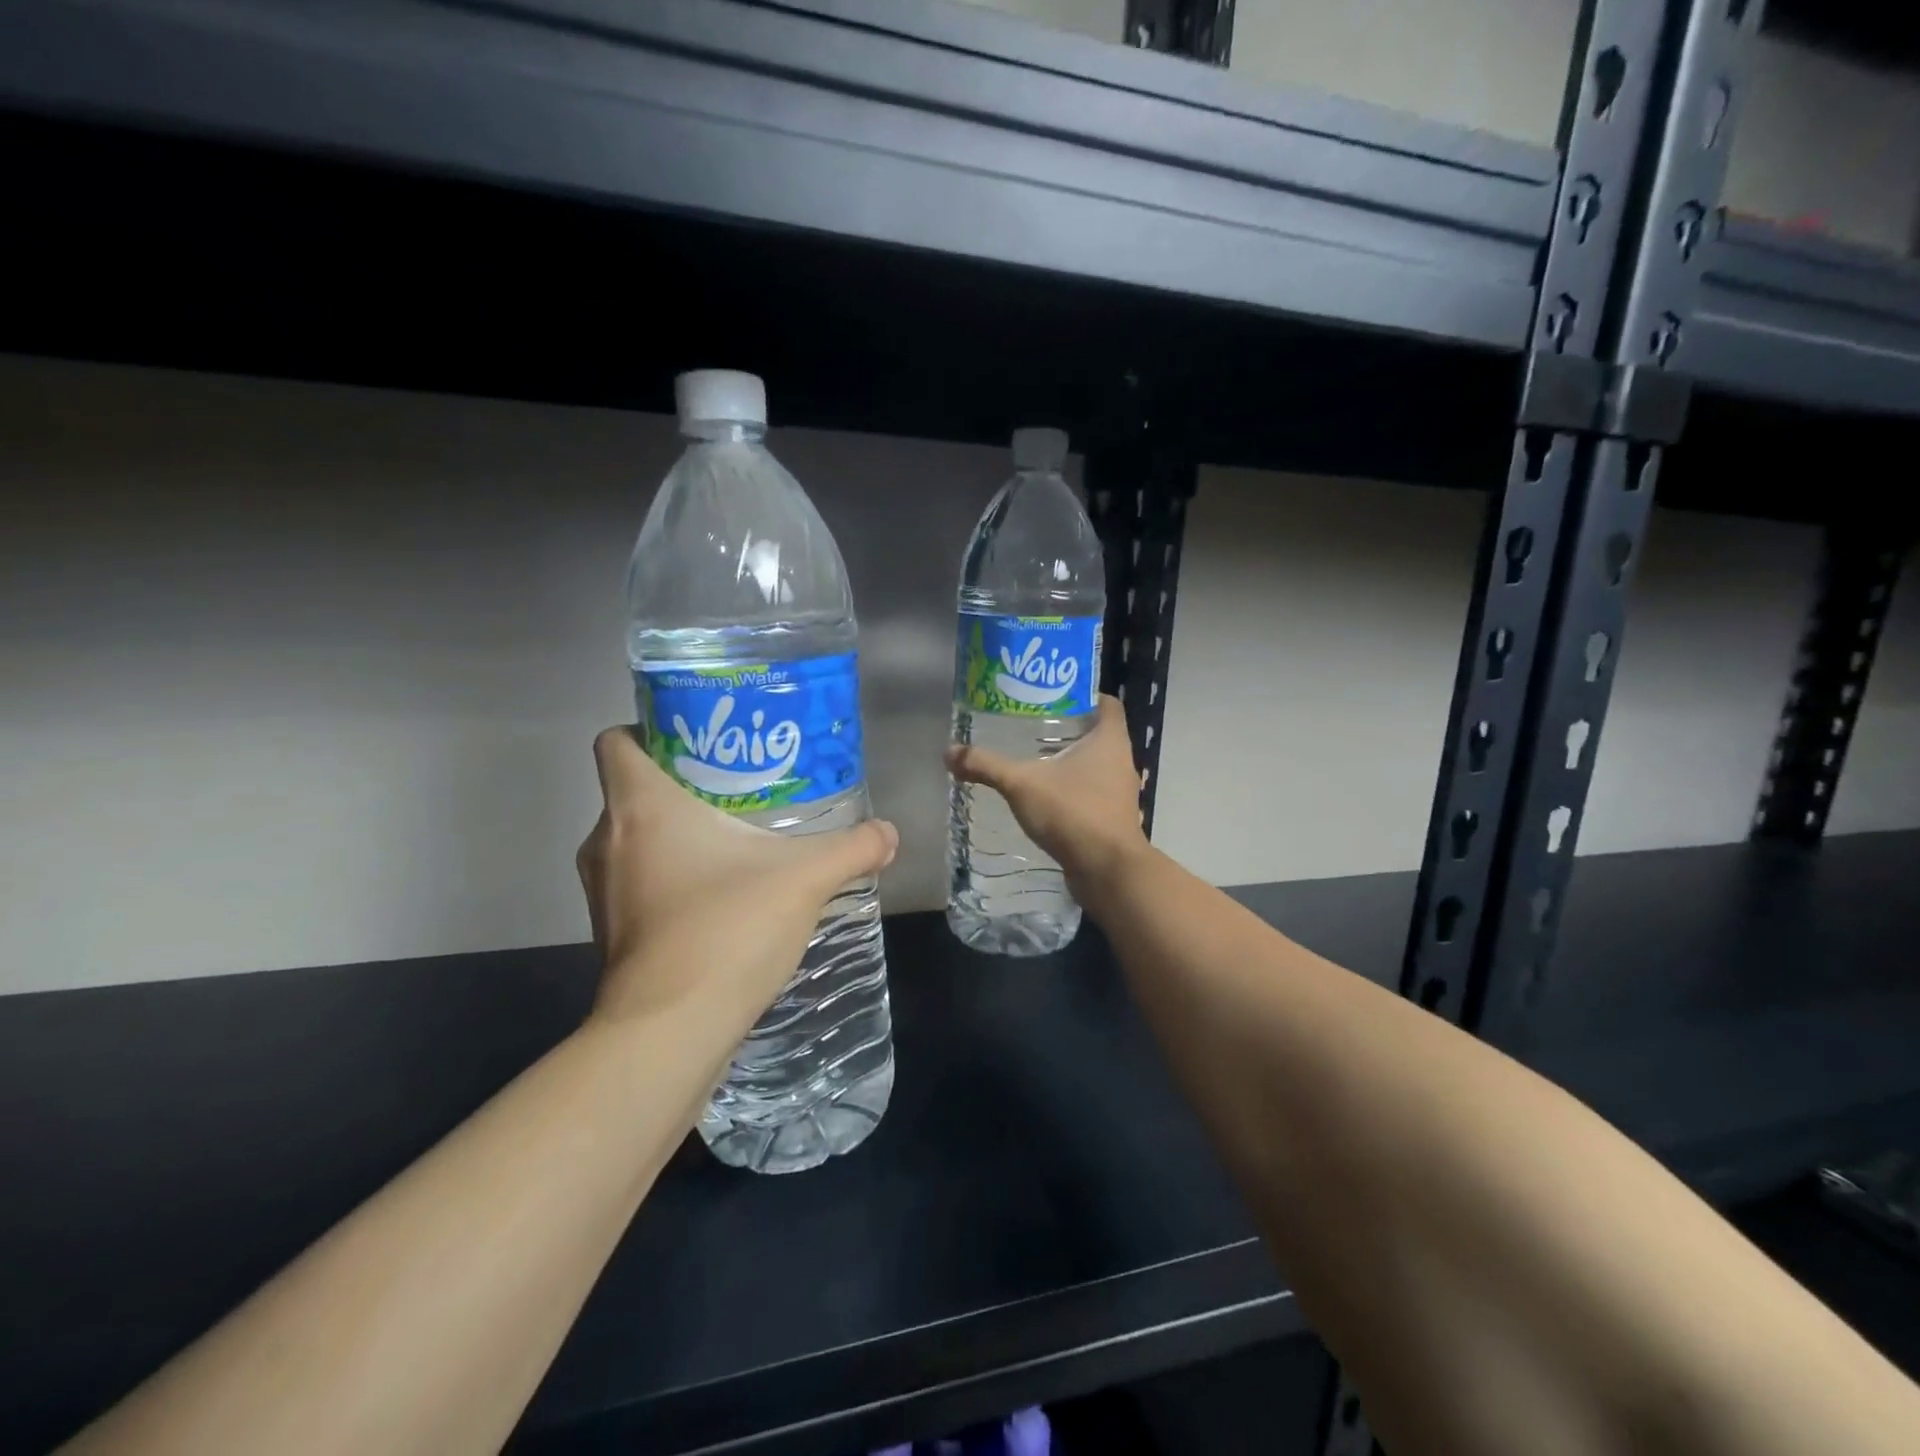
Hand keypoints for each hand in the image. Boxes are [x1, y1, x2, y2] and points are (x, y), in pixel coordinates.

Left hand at [576, 727, 897, 1028]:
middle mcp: (607, 840)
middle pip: (632, 787)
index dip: (651, 728)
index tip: (701, 738)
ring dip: (677, 832)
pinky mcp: (611, 931)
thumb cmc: (726, 929)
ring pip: (634, 837)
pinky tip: (722, 892)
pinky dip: (671, 875)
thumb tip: (889, 833)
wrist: (669, 1033)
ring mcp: (602, 890)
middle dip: (683, 781)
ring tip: (737, 836)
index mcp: (641, 806)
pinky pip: (638, 880)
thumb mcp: (805, 879)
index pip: (617, 740)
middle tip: (740, 784)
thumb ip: (852, 848)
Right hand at [945, 694, 1149, 897]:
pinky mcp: (1113, 818)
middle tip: (1033, 723)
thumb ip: (986, 766)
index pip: (1108, 703)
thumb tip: (949, 751)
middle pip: (1099, 733)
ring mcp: (1120, 792)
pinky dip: (1073, 788)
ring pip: (1096, 765)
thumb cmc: (1073, 813)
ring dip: (1071, 760)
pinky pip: (1093, 792)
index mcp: (1110, 740)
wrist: (1107, 871)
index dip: (1086, 694)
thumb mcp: (1022, 784)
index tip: (1055, 695)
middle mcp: (1121, 761)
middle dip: (1069, 727)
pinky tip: (1045, 795)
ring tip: (1034, 757)